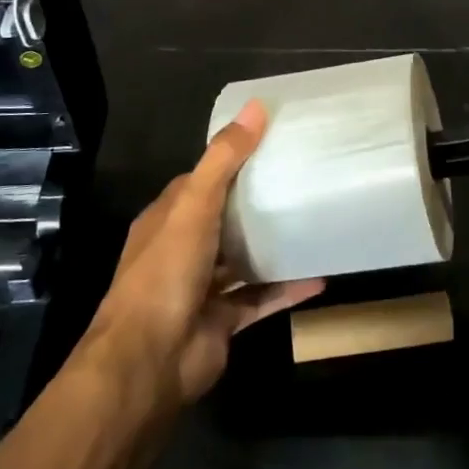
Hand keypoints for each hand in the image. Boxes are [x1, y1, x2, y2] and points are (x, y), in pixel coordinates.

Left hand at [85, 100, 323, 407]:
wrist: (149, 362)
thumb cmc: (166, 272)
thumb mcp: (194, 205)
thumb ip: (224, 159)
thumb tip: (256, 106)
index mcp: (167, 219)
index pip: (201, 181)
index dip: (231, 161)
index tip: (270, 144)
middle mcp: (182, 249)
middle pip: (224, 219)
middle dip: (255, 203)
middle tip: (302, 180)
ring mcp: (202, 288)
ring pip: (242, 260)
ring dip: (271, 246)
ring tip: (312, 223)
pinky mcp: (223, 321)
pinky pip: (260, 299)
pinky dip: (286, 289)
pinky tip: (320, 276)